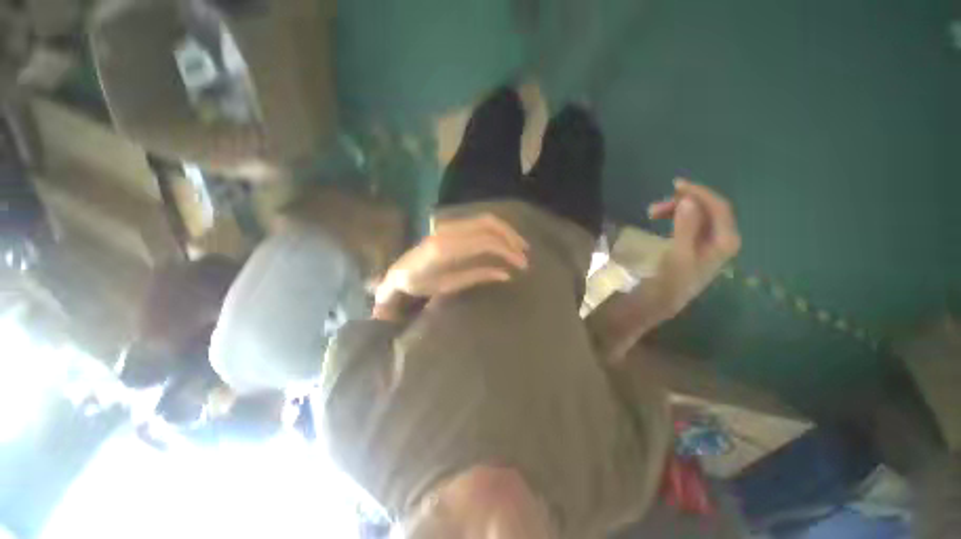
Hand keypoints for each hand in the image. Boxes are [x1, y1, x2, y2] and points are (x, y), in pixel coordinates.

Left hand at [373, 214, 528, 319]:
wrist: (399, 272)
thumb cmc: (420, 284)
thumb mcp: (449, 285)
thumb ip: (478, 276)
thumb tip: (506, 274)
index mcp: (446, 248)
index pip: (485, 241)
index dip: (507, 251)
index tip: (521, 264)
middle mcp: (449, 230)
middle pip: (488, 225)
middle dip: (511, 238)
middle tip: (525, 254)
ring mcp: (449, 225)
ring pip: (485, 220)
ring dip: (505, 231)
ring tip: (519, 246)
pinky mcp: (451, 226)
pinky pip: (478, 223)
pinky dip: (495, 230)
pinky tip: (503, 240)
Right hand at [647, 179, 741, 316]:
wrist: (662, 301)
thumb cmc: (671, 281)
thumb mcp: (678, 254)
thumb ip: (686, 227)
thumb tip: (688, 200)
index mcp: (725, 240)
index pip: (719, 207)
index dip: (699, 193)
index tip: (675, 186)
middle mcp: (722, 238)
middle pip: (709, 209)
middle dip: (683, 202)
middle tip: (654, 207)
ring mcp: (710, 242)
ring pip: (698, 214)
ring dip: (676, 209)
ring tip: (652, 213)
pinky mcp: (696, 245)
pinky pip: (691, 222)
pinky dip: (676, 216)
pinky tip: (662, 219)